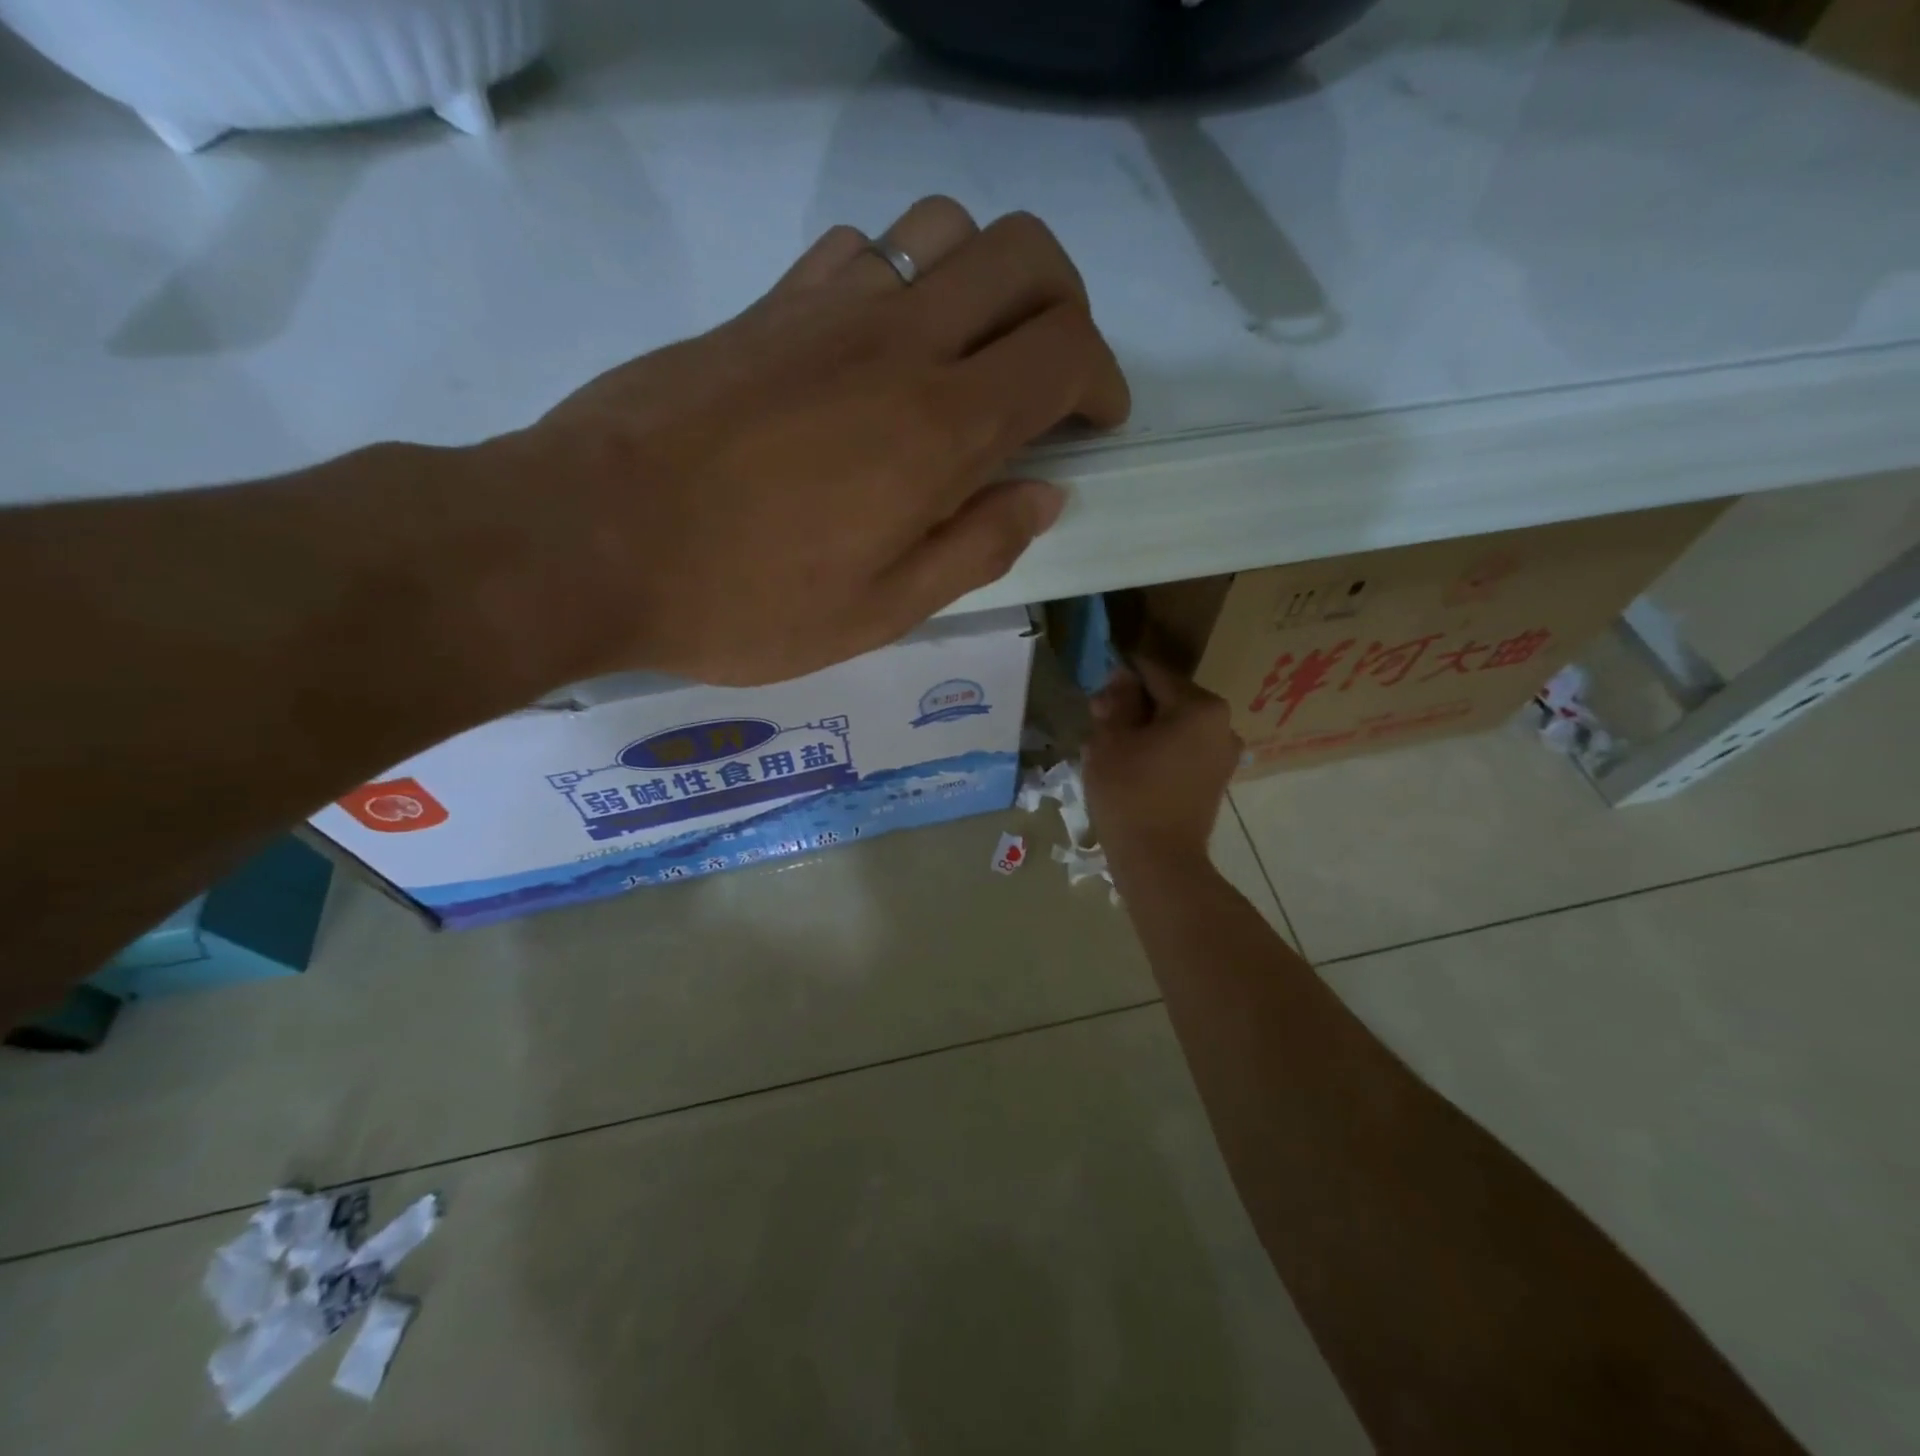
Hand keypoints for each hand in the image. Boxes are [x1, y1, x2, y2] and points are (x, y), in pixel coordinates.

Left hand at [490, 195, 1129, 685]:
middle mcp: (896, 341)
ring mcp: (825, 308)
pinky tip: (877, 349)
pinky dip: (898, 280)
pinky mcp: (765, 305)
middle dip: (1065, 306)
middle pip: (1023, 255)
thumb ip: (976, 548)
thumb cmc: (743, 601)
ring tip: (968, 358)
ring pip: (943, 227)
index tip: (1096, 425)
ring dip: (984, 280)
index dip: (1103, 380)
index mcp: (938, 428)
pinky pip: (858, 249)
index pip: (1066, 351)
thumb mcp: (881, 612)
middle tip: (1051, 378)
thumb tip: (1044, 496)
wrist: (588, 541)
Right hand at [1084, 656, 1242, 866]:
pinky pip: (1185, 750)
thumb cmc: (1129, 794)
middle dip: (1134, 705)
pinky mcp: (1217, 779)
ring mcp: (1224, 754)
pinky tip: (1134, 767)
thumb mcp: (1111, 740)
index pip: (1153, 673)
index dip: (1121, 678)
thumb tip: (1122, 677)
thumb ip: (1118, 701)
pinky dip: (1161, 750)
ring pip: (1176, 725)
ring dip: (1146, 729)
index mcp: (1200, 706)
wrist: (1159, 861)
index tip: (1097, 690)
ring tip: (1113, 749)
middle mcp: (1223, 724)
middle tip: (1099, 724)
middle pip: (1169, 698)